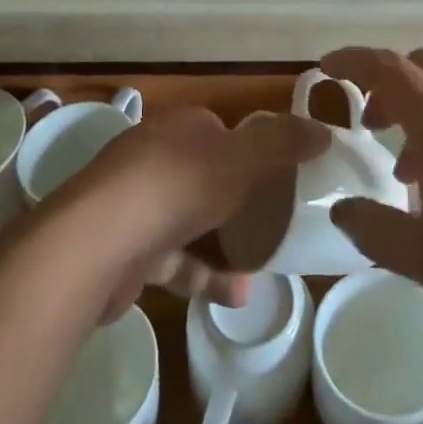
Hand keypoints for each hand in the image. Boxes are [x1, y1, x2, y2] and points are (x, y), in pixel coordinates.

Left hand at [59, 107, 330, 318]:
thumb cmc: (178, 186)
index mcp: (181, 128)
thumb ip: (285, 143)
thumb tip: (325, 132)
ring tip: (264, 267)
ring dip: (227, 244)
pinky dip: (203, 275)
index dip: (253, 151)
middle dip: (241, 202)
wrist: (98, 242)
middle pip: (207, 175)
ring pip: (191, 220)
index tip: (281, 177)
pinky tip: (235, 296)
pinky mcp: (126, 248)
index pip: (222, 131)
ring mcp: (136, 203)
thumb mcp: (244, 158)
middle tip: (276, 224)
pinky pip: (174, 259)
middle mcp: (155, 157)